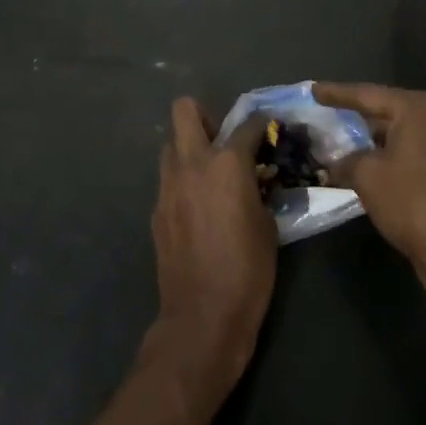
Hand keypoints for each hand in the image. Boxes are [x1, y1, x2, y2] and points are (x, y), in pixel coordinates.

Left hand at [146, 98, 276, 395]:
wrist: (203, 314)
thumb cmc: (248, 269)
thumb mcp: (267, 223)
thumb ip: (258, 189)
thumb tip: (255, 179)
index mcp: (227, 163)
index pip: (247, 124)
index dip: (262, 124)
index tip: (269, 130)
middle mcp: (192, 163)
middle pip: (184, 110)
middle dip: (205, 116)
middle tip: (222, 141)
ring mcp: (168, 185)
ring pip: (171, 144)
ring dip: (189, 149)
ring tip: (210, 175)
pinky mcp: (156, 209)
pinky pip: (168, 179)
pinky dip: (183, 181)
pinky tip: (198, 208)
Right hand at [313, 82, 425, 294]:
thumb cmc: (410, 201)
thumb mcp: (366, 176)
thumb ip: (345, 160)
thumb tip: (333, 164)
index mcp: (416, 109)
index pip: (367, 94)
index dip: (336, 93)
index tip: (313, 90)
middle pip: (387, 110)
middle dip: (357, 114)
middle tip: (327, 112)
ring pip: (401, 132)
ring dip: (373, 138)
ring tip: (344, 139)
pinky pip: (413, 150)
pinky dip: (390, 154)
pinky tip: (370, 163)